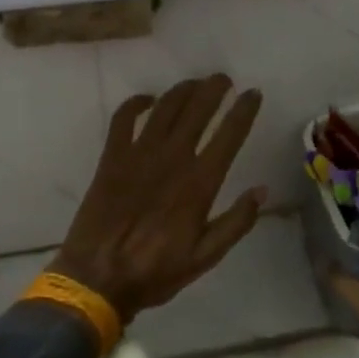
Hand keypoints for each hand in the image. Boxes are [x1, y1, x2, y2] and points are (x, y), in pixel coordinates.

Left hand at [48, 76, 266, 324]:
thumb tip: (262, 190)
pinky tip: (147, 99)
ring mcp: (139, 154)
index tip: (253, 93)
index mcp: (199, 182)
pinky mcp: (111, 157)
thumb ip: (236, 222)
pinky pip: (123, 118)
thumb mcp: (205, 257)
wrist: (96, 278)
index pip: (229, 135)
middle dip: (214, 88)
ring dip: (183, 89)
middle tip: (224, 79)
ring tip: (195, 83)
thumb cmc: (155, 271)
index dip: (244, 110)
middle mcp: (172, 158)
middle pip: (198, 109)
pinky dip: (136, 103)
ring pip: (165, 107)